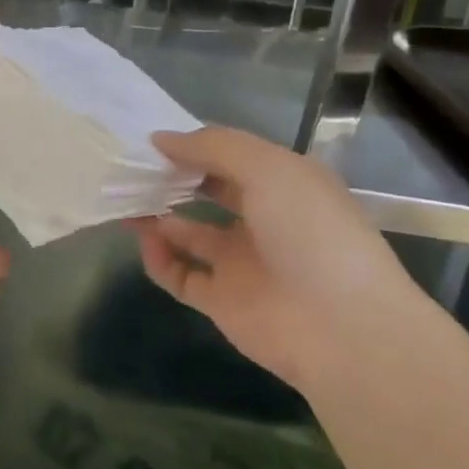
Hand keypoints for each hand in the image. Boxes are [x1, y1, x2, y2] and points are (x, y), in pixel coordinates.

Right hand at [128, 127, 413, 388]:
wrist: (343, 329)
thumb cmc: (310, 232)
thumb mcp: (267, 168)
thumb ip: (212, 147)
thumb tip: (160, 139)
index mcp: (284, 185)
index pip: (232, 157)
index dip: (195, 146)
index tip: (154, 139)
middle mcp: (263, 220)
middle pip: (209, 192)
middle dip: (173, 178)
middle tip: (132, 168)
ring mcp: (242, 263)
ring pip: (189, 233)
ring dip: (158, 216)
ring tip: (125, 199)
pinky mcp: (223, 301)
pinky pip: (180, 275)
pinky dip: (158, 258)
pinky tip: (145, 240)